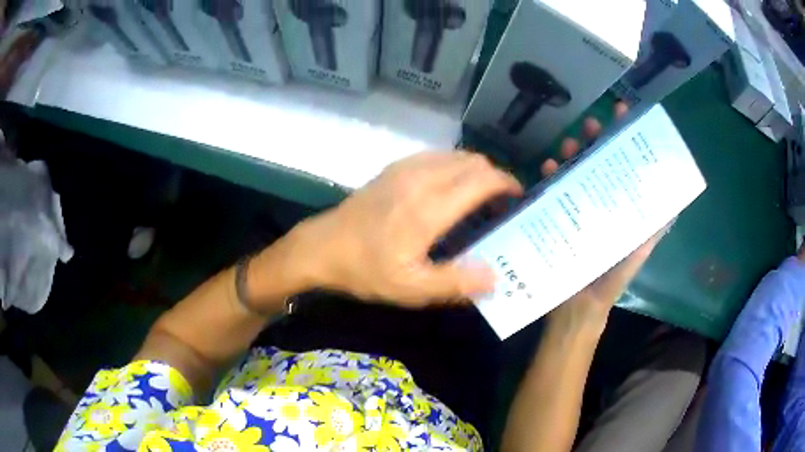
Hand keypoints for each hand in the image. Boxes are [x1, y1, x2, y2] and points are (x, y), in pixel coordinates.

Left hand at [292, 151, 522, 306]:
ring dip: (475, 171)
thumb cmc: (365, 269)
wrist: (321, 247)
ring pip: (456, 156)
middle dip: (495, 178)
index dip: (507, 184)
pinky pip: (437, 156)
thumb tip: (495, 276)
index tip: (518, 199)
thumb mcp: (411, 288)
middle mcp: (421, 177)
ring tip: (479, 198)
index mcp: (430, 207)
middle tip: (501, 205)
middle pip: (474, 162)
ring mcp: (405, 167)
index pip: (483, 179)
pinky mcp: (394, 167)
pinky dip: (454, 167)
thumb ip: (456, 282)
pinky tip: (449, 190)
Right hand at [544, 103, 666, 336]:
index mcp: (618, 207)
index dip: (623, 138)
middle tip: (591, 125)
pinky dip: (548, 177)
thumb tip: (672, 208)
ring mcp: (574, 208)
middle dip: (594, 140)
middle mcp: (597, 202)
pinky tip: (547, 167)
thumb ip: (650, 234)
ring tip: (567, 144)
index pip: (622, 165)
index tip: (623, 114)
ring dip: (570, 154)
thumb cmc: (608, 282)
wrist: (577, 308)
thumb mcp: (634, 256)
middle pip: (596, 162)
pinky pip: (549, 191)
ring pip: (572, 171)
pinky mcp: (553, 217)